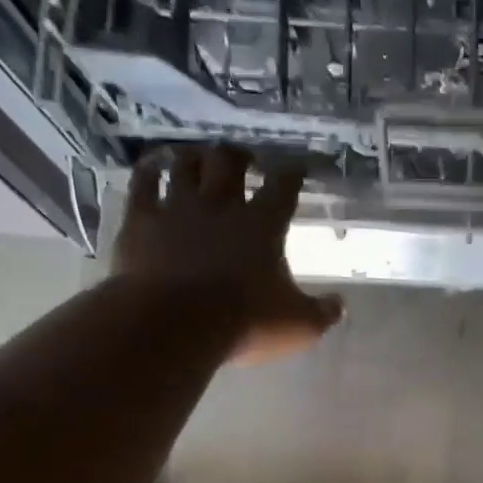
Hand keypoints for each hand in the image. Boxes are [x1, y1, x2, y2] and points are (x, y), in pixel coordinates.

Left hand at [113, 144, 342, 363]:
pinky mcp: (141, 220)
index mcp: (263, 225)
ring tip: (202, 157)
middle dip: (240, 156)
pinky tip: (154, 164)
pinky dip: (150, 168)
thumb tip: (340, 305)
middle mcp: (221, 205)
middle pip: (230, 162)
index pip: (283, 185)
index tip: (298, 166)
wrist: (174, 325)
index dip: (293, 171)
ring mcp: (177, 208)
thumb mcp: (299, 326)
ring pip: (186, 164)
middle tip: (246, 159)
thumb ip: (323, 313)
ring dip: (197, 157)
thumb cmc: (245, 323)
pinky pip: (144, 182)